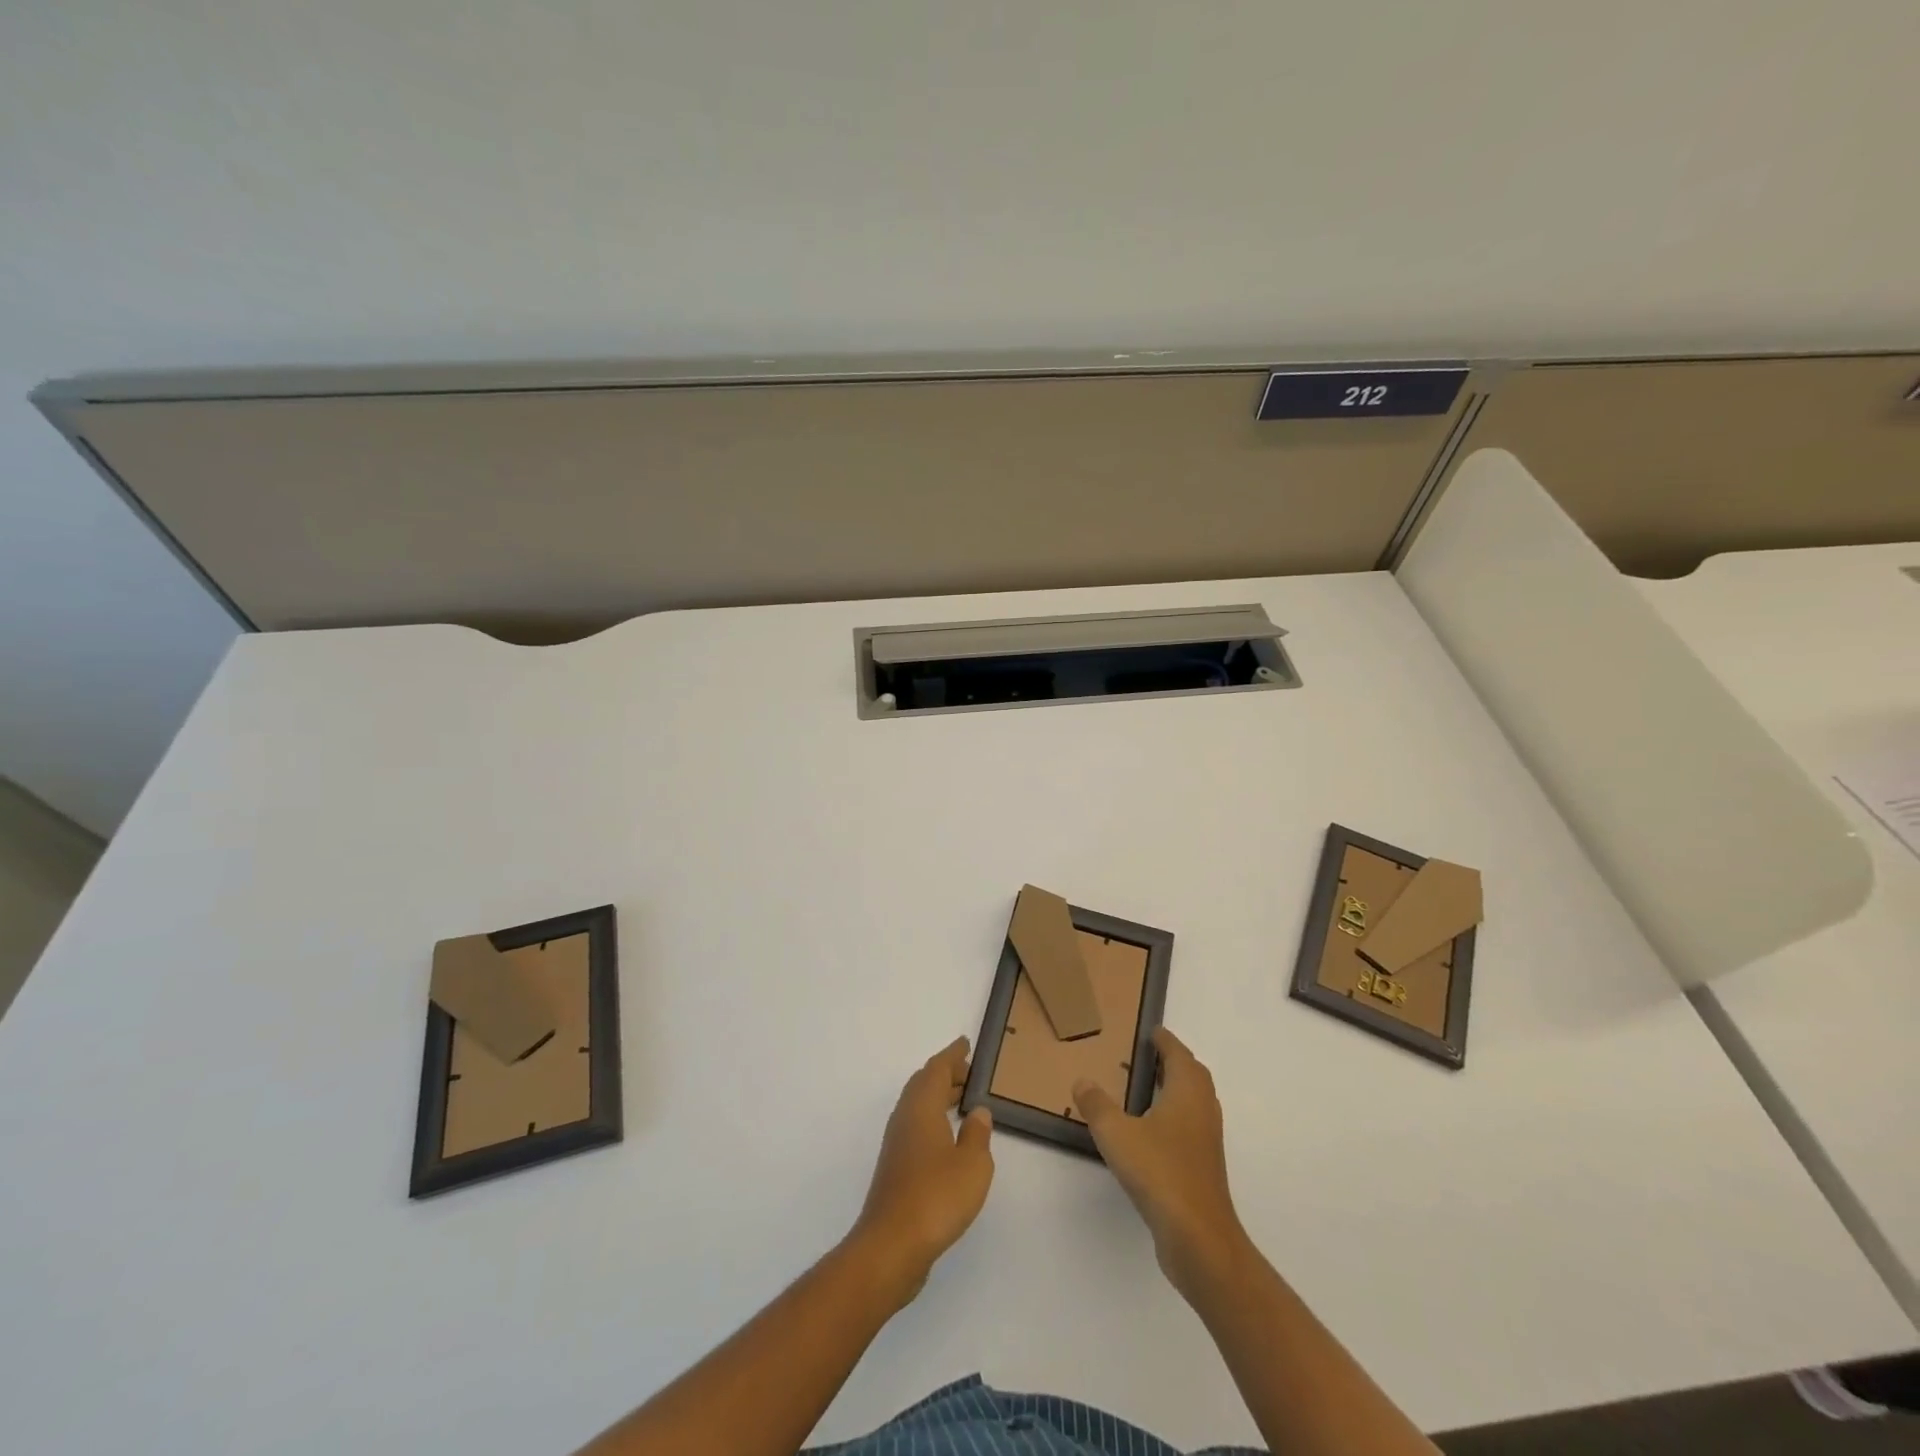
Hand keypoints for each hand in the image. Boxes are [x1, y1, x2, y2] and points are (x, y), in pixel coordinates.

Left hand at [850, 1037, 993, 1300]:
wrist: (891, 1246)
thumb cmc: (936, 1197)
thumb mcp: (973, 1165)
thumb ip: (978, 1134)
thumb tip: (977, 1111)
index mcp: (922, 1107)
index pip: (937, 1069)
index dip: (952, 1055)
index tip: (965, 1044)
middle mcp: (905, 1118)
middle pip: (924, 1083)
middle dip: (946, 1074)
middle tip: (969, 1072)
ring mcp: (897, 1144)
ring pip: (918, 1106)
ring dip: (938, 1096)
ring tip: (962, 1100)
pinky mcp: (895, 1168)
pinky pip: (916, 1126)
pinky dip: (933, 1119)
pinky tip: (947, 1138)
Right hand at [1074, 1027, 1246, 1296]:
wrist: (1199, 1239)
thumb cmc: (1160, 1173)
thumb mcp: (1116, 1134)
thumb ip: (1097, 1105)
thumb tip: (1082, 1081)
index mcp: (1187, 1093)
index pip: (1179, 1055)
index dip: (1166, 1042)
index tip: (1153, 1032)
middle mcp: (1202, 1111)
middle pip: (1193, 1076)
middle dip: (1175, 1063)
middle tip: (1149, 1056)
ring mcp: (1207, 1142)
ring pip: (1195, 1103)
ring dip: (1177, 1090)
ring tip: (1148, 1089)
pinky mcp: (1204, 1169)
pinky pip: (1190, 1128)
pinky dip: (1175, 1118)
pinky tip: (1152, 1132)